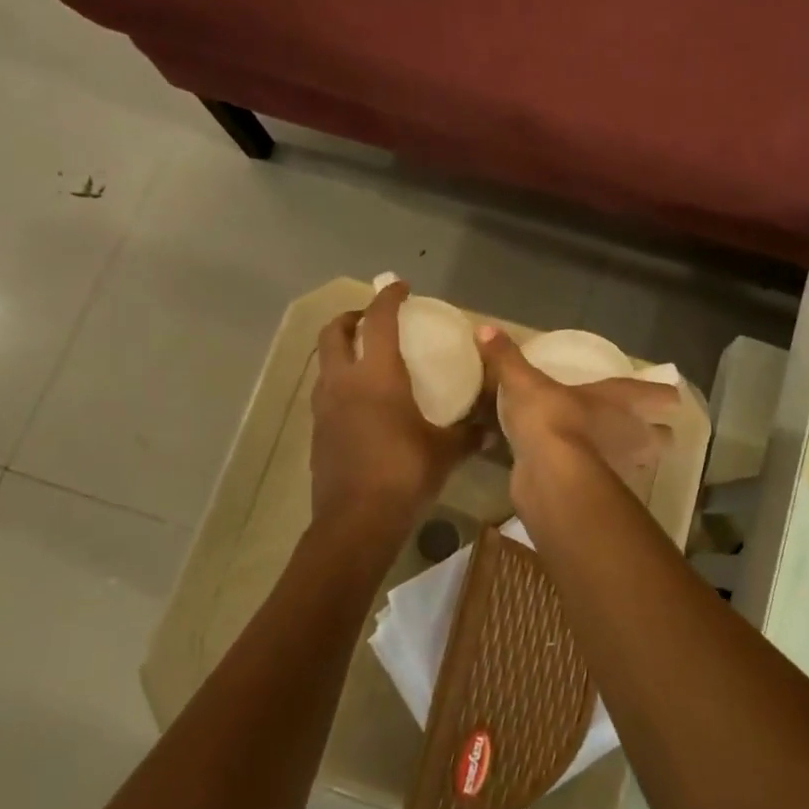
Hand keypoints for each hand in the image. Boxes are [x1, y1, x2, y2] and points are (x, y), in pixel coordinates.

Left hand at [311, 282, 479, 544]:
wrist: (356, 521)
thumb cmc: (404, 474)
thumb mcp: (445, 451)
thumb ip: (468, 434)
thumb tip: (490, 430)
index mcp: (377, 376)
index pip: (379, 321)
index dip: (388, 298)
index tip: (400, 286)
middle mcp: (345, 382)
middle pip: (334, 333)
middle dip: (351, 317)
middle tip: (372, 320)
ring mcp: (325, 407)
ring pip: (324, 362)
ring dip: (341, 350)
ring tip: (365, 358)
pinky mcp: (318, 432)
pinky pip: (325, 392)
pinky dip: (339, 382)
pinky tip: (360, 402)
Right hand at [476, 326, 678, 495]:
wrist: (551, 475)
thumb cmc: (551, 417)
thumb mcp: (523, 383)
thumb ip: (507, 359)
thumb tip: (484, 328)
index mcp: (625, 399)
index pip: (663, 396)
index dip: (665, 397)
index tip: (664, 398)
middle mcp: (634, 434)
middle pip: (662, 439)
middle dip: (653, 436)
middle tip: (633, 430)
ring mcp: (623, 468)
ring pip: (639, 465)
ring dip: (628, 461)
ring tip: (606, 454)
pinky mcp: (604, 496)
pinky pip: (607, 486)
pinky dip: (598, 481)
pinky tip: (579, 477)